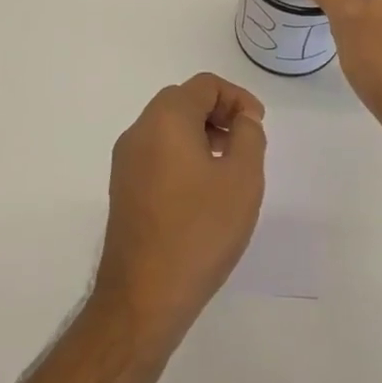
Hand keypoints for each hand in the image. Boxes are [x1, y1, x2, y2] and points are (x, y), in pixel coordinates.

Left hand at [94, 73, 266, 343]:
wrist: (143, 297)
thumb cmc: (200, 231)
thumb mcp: (243, 178)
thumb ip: (249, 135)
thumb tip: (242, 119)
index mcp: (166, 119)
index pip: (205, 85)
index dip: (238, 98)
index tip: (258, 126)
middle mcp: (139, 131)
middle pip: (183, 100)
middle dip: (219, 113)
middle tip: (245, 142)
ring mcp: (125, 161)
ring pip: (168, 127)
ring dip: (201, 133)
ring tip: (228, 167)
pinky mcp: (123, 188)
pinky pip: (156, 152)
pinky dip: (183, 154)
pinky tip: (203, 190)